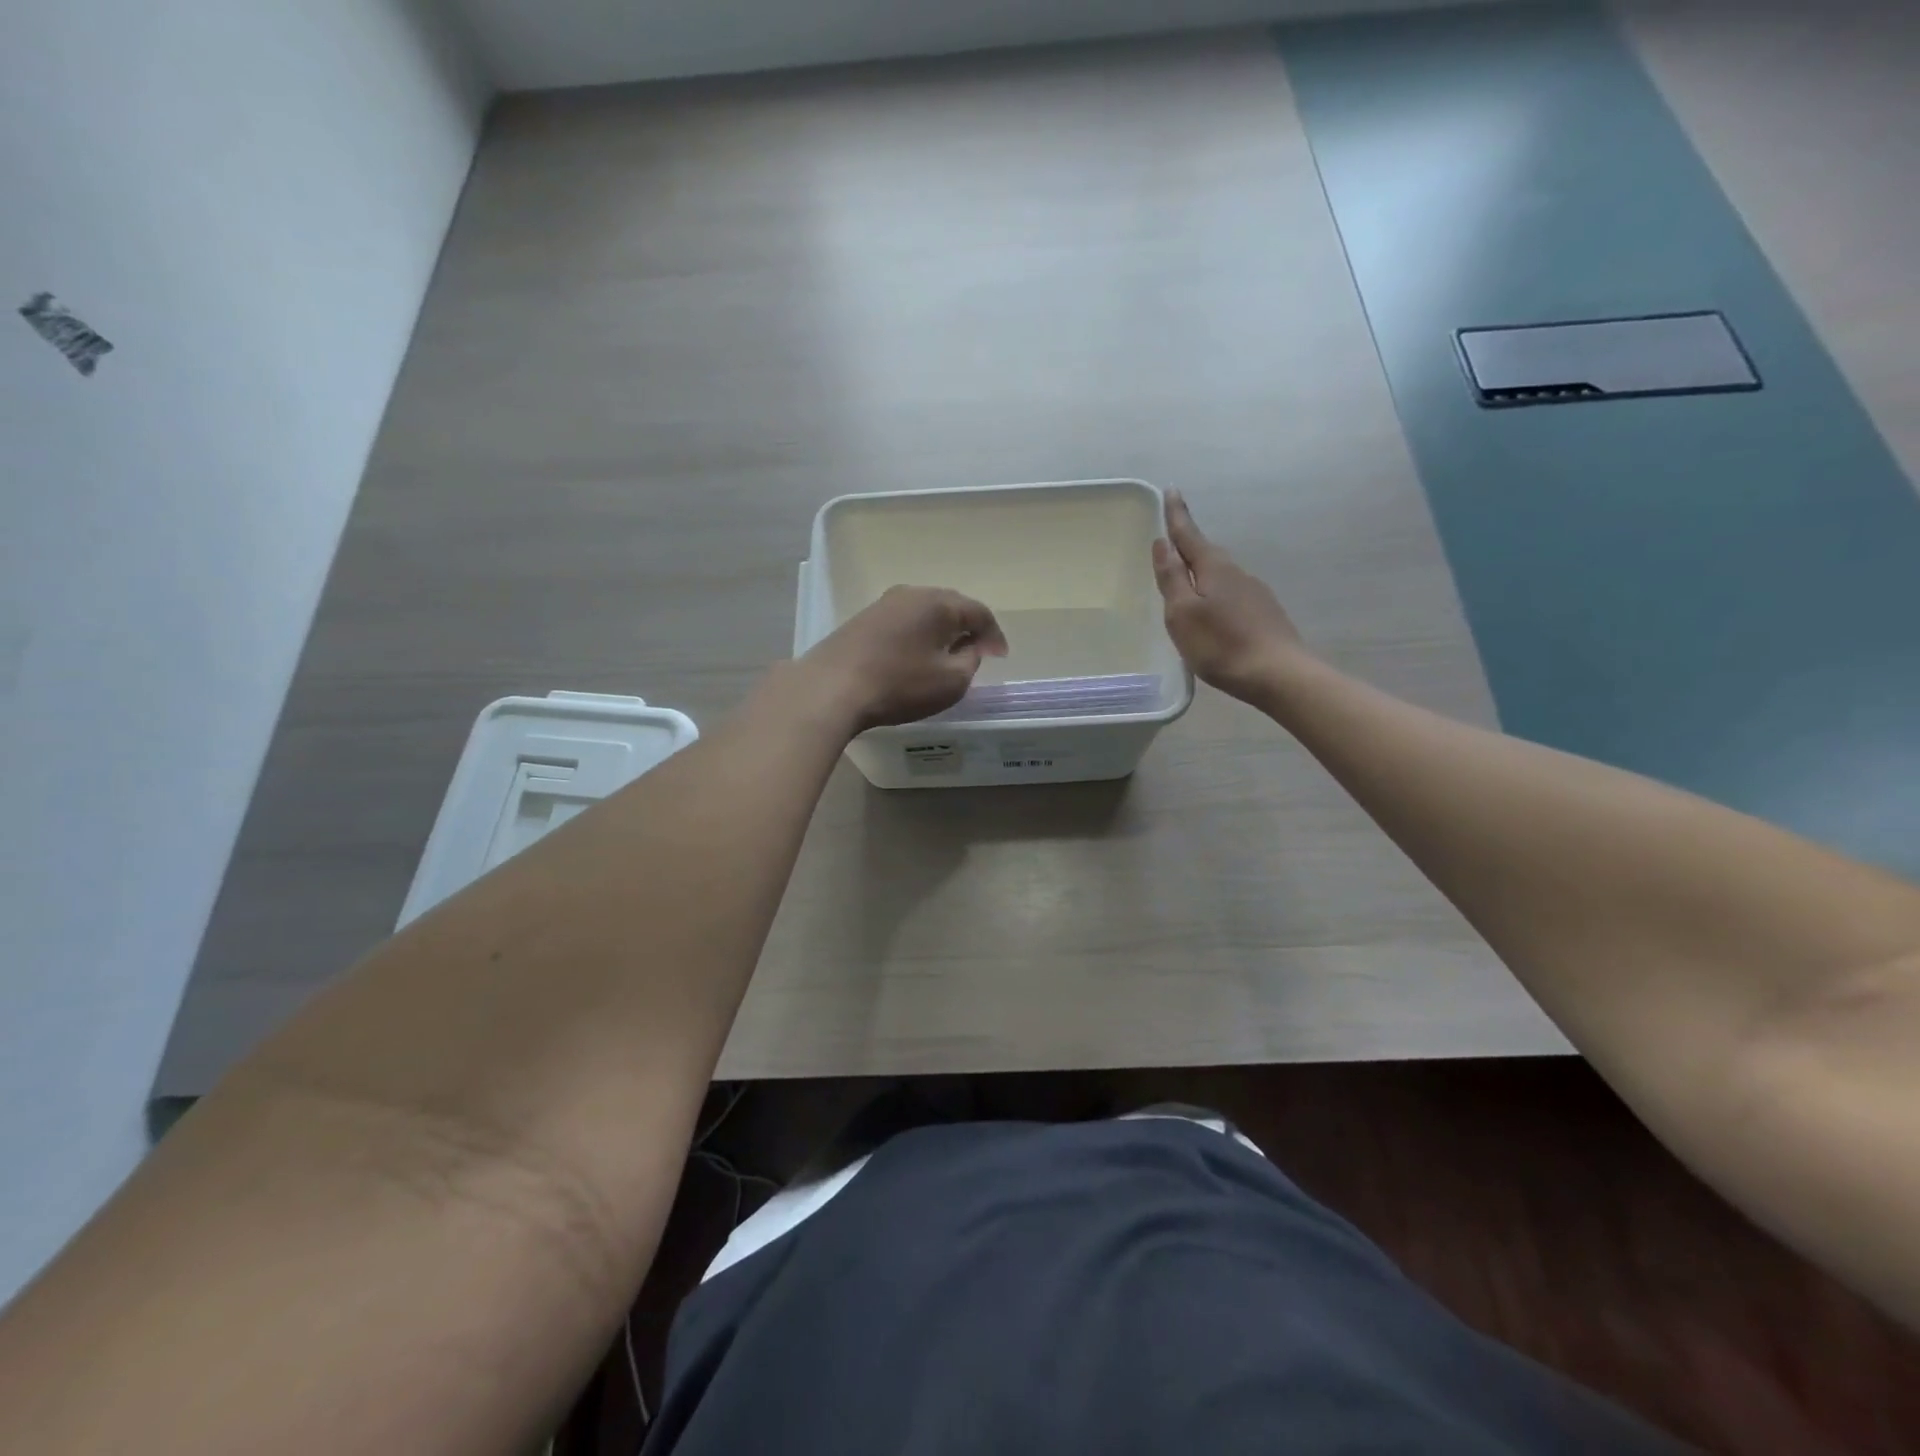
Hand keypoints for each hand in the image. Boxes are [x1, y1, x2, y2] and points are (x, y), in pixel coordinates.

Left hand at [802, 586, 1009, 730]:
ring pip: (925, 612)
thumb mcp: (951, 681)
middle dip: (968, 628)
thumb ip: (970, 661)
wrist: (832, 688)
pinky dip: (918, 635)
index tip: (1000, 656)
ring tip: (948, 653)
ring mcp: (884, 604)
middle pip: (951, 606)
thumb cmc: (900, 684)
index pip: (979, 612)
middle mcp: (912, 593)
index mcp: (939, 603)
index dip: (994, 635)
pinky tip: (916, 654)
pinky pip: (903, 621)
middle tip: (979, 650)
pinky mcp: (863, 619)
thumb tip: (969, 648)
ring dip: (941, 630)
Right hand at [1152, 491, 1307, 701]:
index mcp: (1213, 568)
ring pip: (1220, 575)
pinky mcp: (1263, 613)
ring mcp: (1253, 593)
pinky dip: (1215, 594)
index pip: (1188, 535)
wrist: (1278, 674)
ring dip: (1201, 572)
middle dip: (1188, 544)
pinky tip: (1212, 613)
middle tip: (1173, 536)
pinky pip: (1231, 594)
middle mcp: (1236, 573)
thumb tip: (1162, 543)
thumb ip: (1171, 578)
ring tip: (1187, 580)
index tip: (1172, 490)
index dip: (1177, 515)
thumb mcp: (1183, 613)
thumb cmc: (1221, 645)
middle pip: (1206, 553)